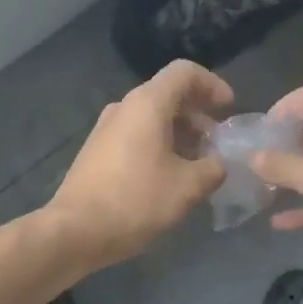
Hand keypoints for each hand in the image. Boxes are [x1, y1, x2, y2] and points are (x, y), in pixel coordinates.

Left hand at [47, 60, 234, 270]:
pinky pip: (136, 134)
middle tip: (217, 142)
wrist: (75, 231)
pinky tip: (170, 176)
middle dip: (198, 114)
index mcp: (147, 104)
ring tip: (198, 163)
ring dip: (180, 132)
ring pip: (151, 116)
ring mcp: (106, 128)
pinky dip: (159, 144)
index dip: (212, 85)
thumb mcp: (187, 187)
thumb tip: (219, 164)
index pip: (184, 72)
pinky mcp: (97, 150)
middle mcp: (124, 107)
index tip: (228, 111)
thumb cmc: (135, 200)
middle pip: (168, 93)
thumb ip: (213, 169)